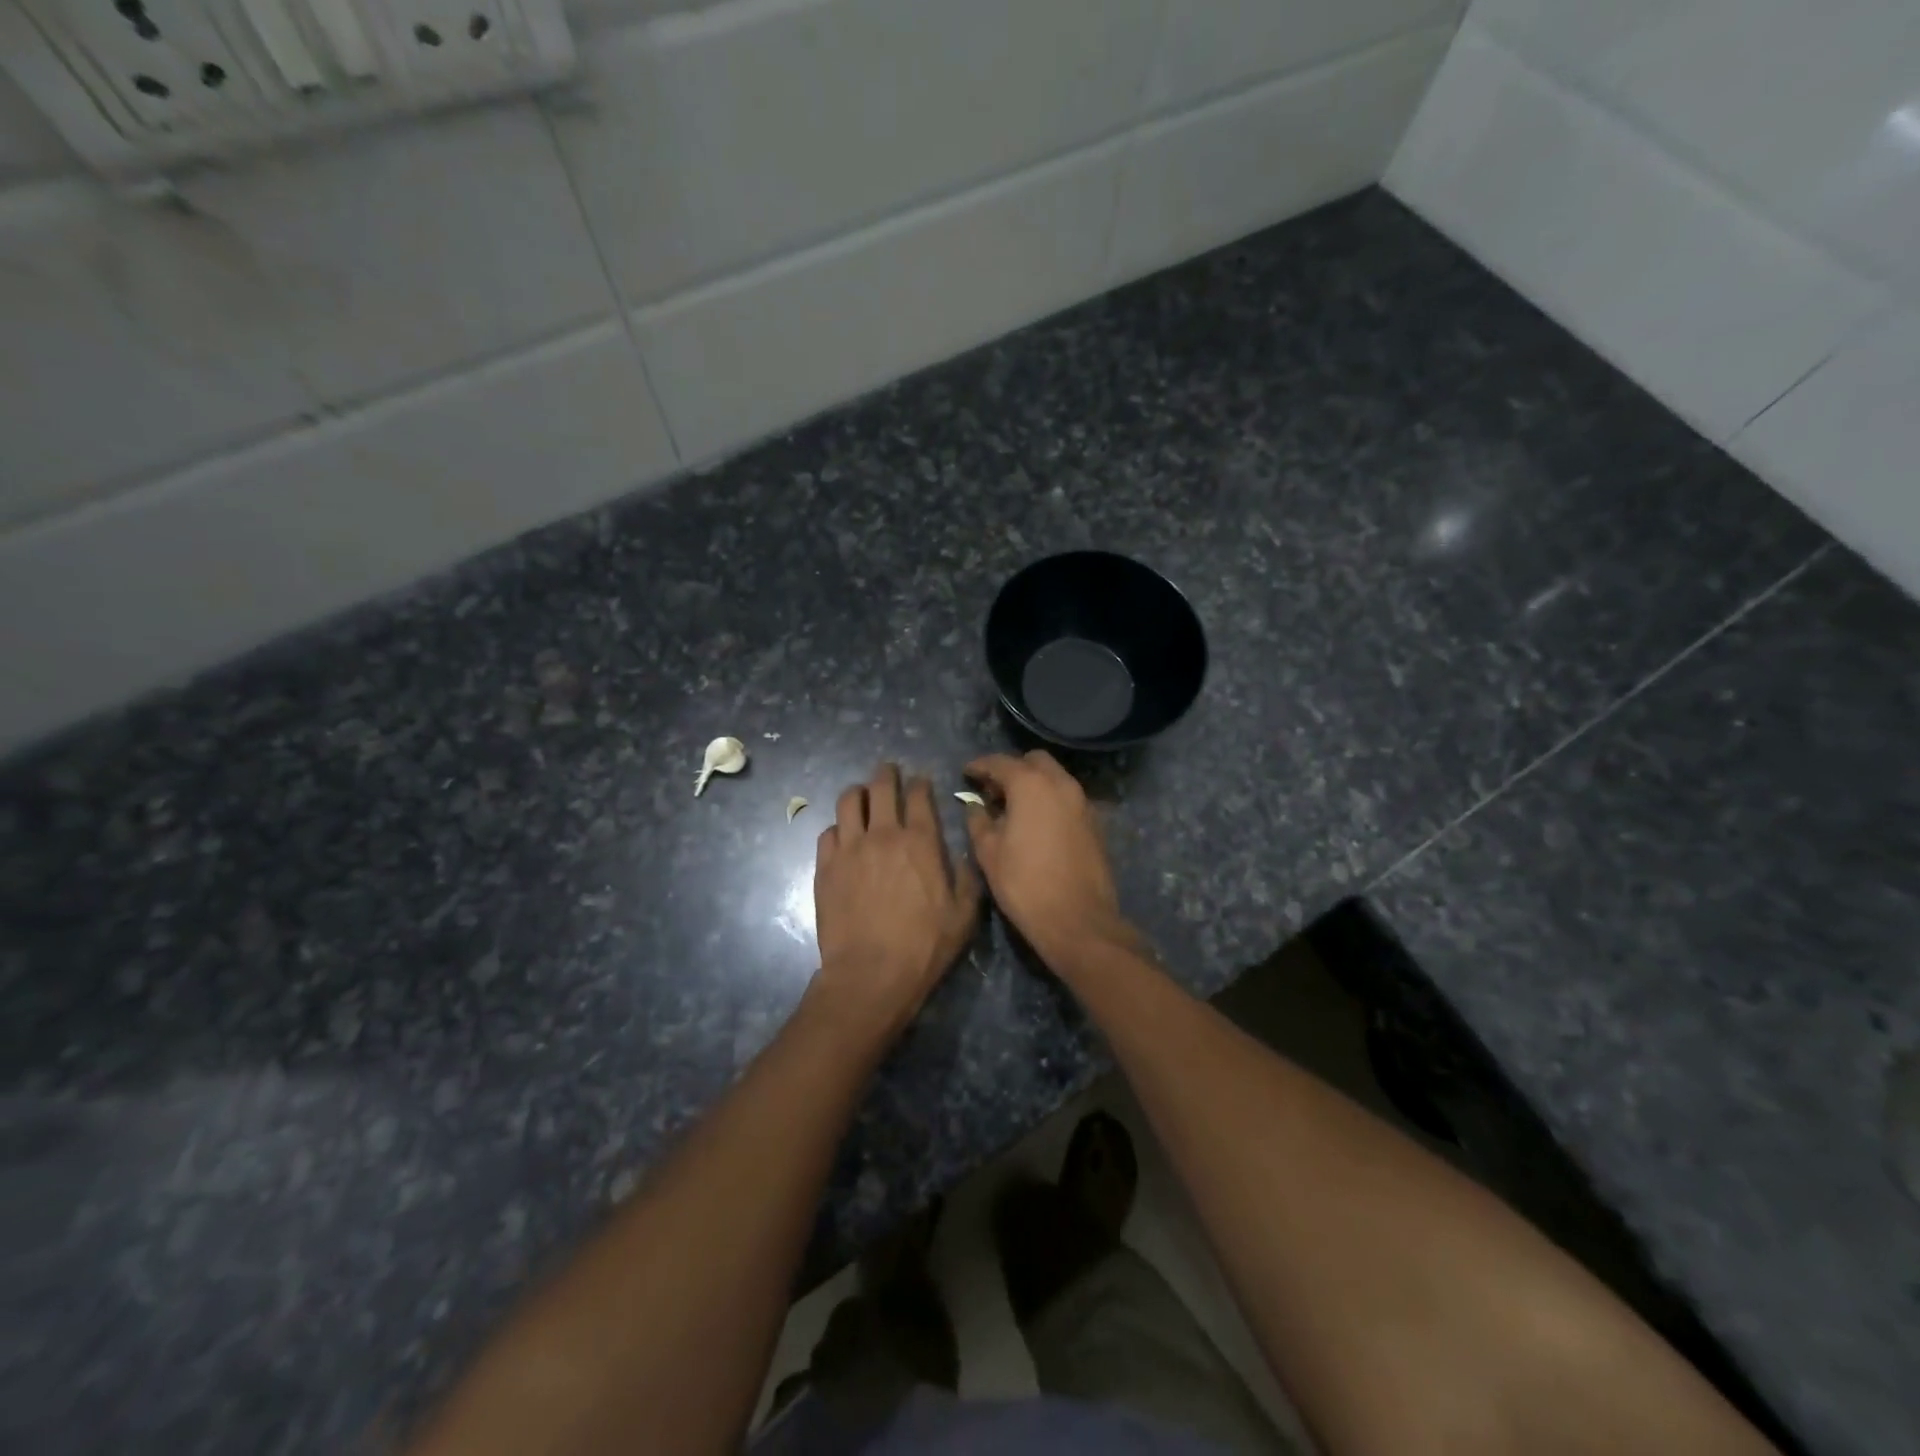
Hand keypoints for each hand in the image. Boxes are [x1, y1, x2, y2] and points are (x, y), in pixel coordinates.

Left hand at [812, 763, 981, 1037]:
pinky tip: (843, 836)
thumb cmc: (923, 947)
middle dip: (887, 773)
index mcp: (921, 842)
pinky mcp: (825, 867)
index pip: (919, 795)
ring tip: (862, 795)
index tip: (921, 781)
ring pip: (849, 801)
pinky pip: (828, 832)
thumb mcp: (963, 916)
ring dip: (858, 792)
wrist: (870, 975)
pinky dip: (838, 828)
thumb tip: (966, 854)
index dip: (920, 783)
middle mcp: (884, 834)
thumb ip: (968, 878)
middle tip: (888, 771)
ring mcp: (850, 848)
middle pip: (881, 786)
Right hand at [962, 751, 1135, 967]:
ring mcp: (1083, 802)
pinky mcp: (1095, 823)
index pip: (1001, 762)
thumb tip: (976, 806)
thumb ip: (978, 821)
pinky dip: (1050, 800)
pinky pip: (1068, 798)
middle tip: (992, 791)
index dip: (980, 765)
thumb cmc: (1024, 884)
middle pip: (1034, 761)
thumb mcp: (988, 853)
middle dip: (1012, 769)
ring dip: (1033, 784)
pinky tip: (1036, 824)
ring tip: (1012, 808)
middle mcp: (1061, 784)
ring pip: (1055, 777)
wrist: (1077, 920)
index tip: (967, 772)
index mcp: (1031, 785)